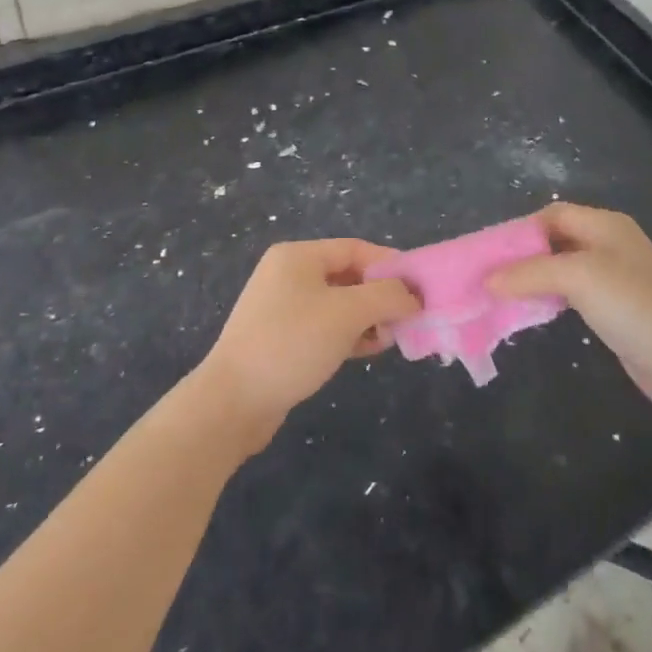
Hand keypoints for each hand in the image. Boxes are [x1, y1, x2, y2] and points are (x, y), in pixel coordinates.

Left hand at [198, 239, 421, 450]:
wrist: (232, 402)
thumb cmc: (291, 344)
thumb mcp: (347, 314)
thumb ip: (386, 297)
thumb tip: (412, 296)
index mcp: (299, 256)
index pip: (356, 249)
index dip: (390, 266)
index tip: (419, 290)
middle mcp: (288, 274)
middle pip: (348, 275)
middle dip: (380, 296)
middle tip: (406, 319)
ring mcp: (281, 307)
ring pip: (338, 304)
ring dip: (367, 318)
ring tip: (389, 339)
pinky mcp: (280, 338)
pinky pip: (324, 326)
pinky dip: (348, 334)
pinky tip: (367, 351)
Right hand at [489, 203, 651, 422]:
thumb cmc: (635, 307)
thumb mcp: (579, 278)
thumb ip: (530, 273)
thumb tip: (487, 280)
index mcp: (605, 225)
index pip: (552, 214)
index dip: (520, 231)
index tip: (488, 254)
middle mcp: (610, 245)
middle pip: (555, 241)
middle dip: (522, 257)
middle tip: (488, 277)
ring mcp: (615, 280)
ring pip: (562, 270)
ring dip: (533, 280)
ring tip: (500, 297)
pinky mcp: (617, 311)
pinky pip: (573, 296)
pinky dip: (550, 300)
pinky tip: (533, 314)